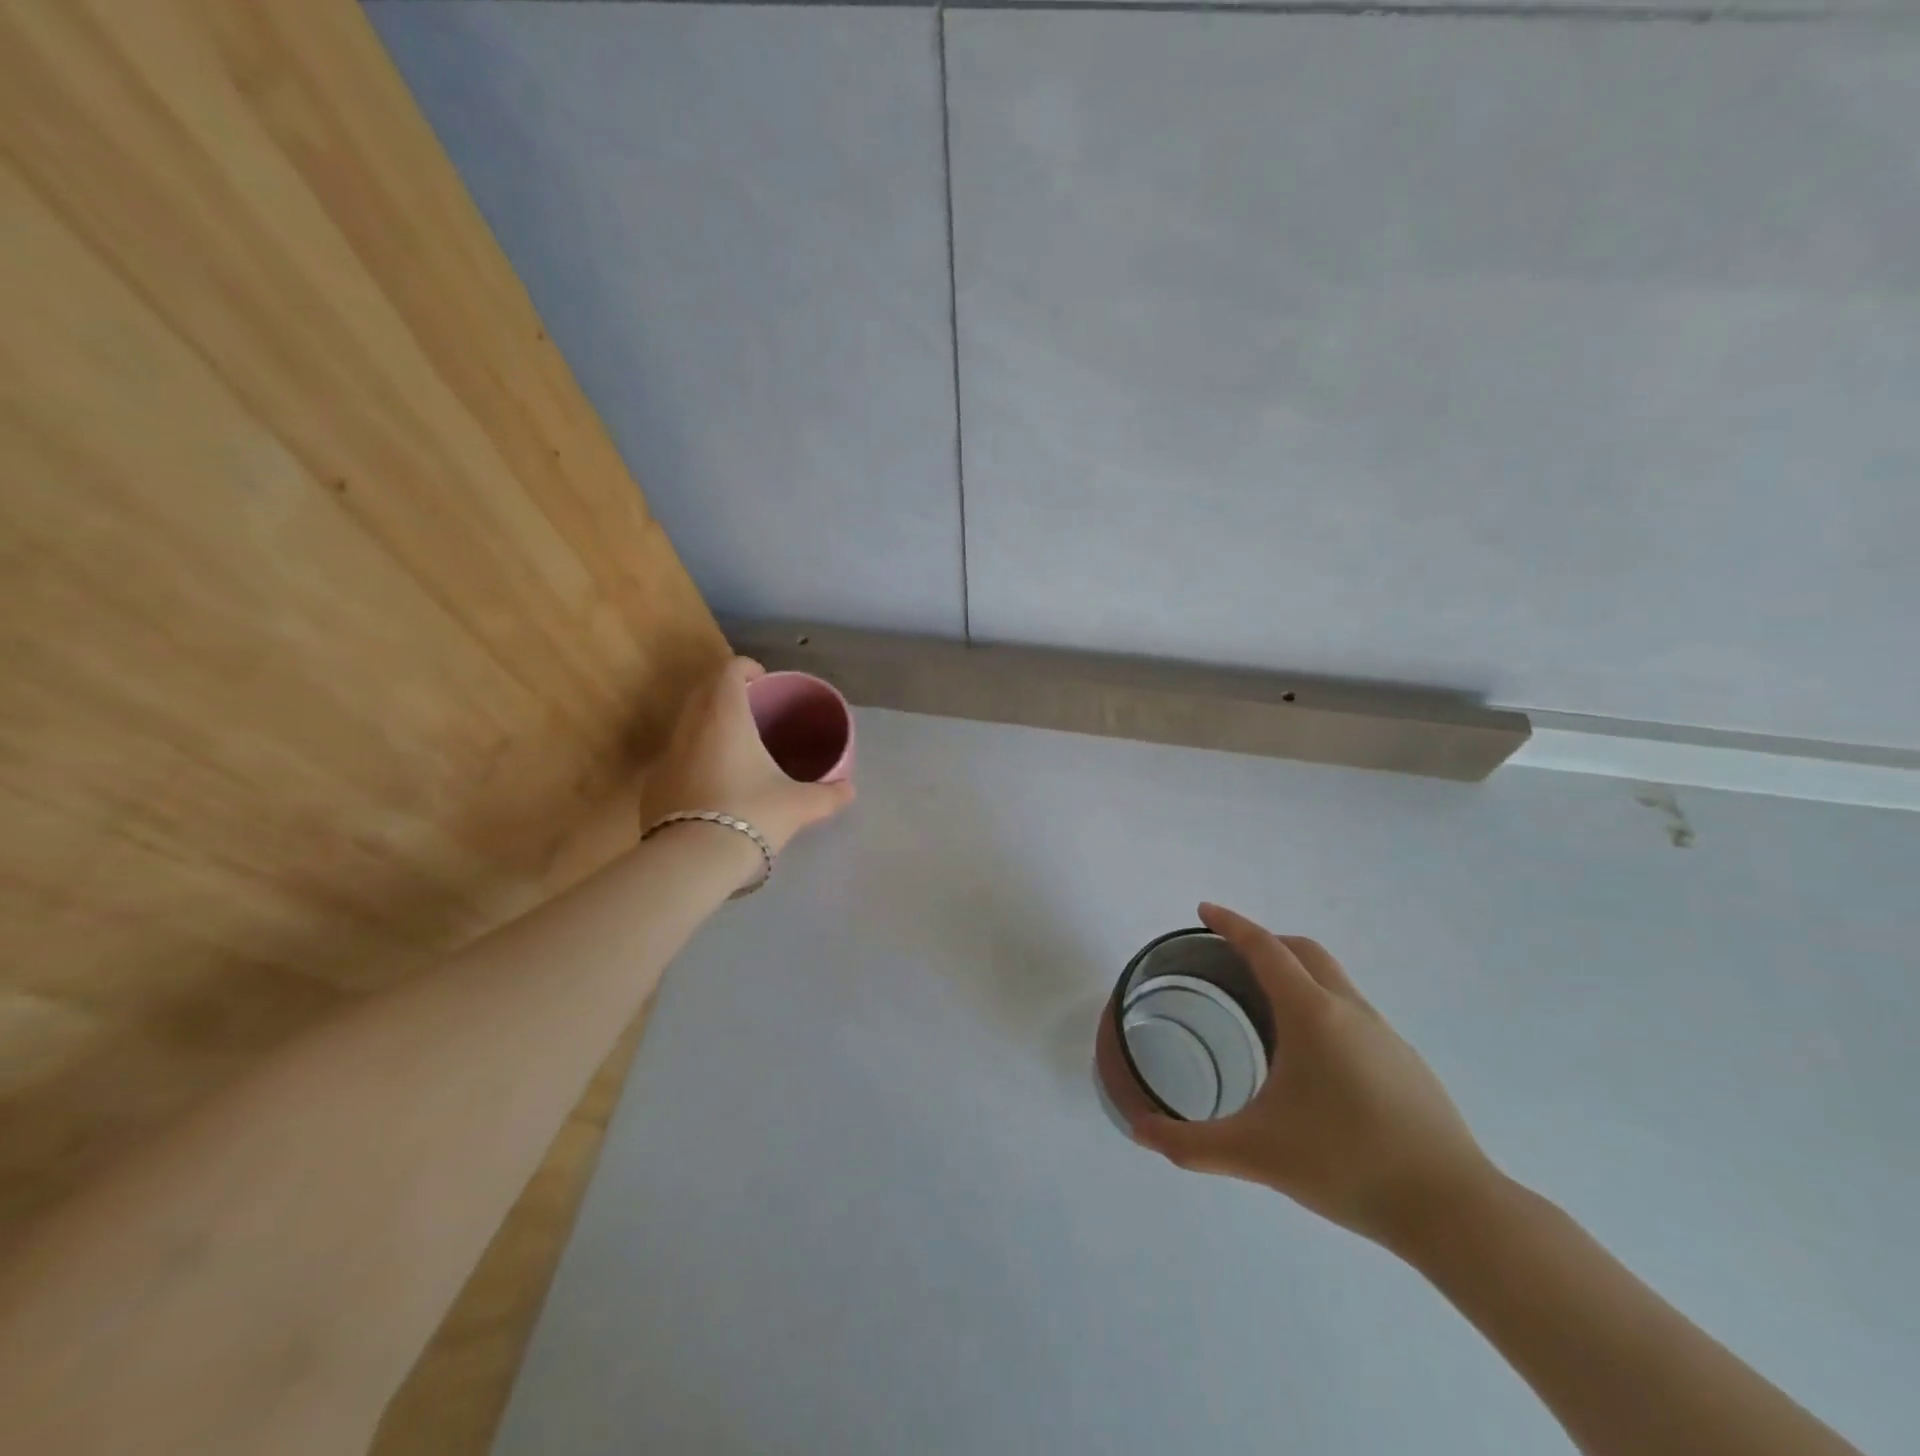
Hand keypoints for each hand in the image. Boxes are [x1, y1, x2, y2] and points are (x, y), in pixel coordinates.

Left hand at [641, 656, 854, 855]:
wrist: (694, 861)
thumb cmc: (753, 815)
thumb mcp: (800, 806)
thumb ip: (828, 794)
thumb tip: (849, 790)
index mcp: (726, 717)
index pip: (729, 670)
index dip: (747, 668)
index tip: (763, 682)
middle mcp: (691, 727)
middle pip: (703, 691)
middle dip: (725, 693)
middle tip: (752, 712)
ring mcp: (667, 756)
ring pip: (686, 725)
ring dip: (708, 726)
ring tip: (735, 749)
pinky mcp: (653, 786)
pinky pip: (676, 759)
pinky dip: (694, 759)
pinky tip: (712, 787)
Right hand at [1131, 903, 1496, 1251]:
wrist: (1455, 1211)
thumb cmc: (1346, 1164)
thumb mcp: (1256, 1154)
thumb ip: (1191, 1144)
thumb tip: (1138, 1132)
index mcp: (1311, 1013)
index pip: (1264, 948)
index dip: (1231, 924)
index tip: (1205, 910)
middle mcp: (1349, 1010)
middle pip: (1303, 951)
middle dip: (1265, 941)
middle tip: (1229, 956)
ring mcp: (1384, 1034)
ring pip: (1333, 980)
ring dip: (1296, 973)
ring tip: (1265, 1007)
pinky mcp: (1405, 1062)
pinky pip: (1352, 1011)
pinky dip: (1320, 1006)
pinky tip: (1312, 1058)